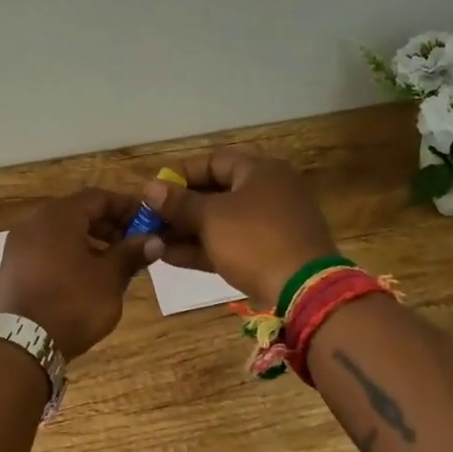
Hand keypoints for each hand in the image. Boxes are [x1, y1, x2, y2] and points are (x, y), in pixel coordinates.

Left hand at [0, 189, 147, 358]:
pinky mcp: (12, 267)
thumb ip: (131, 254)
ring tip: (113, 263)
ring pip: (61, 232)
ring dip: (90, 241)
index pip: (99, 197)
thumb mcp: (109, 278)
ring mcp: (19, 244)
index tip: (149, 223)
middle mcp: (34, 222)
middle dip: (109, 225)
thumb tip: (154, 240)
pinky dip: (68, 254)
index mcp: (59, 216)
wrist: (23, 344)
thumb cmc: (73, 303)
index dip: (127, 207)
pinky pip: (46, 249)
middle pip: (78, 212)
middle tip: (134, 245)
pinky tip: (85, 277)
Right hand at [137, 149, 337, 306]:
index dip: (179, 173)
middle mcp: (268, 191)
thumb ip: (178, 202)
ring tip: (152, 239)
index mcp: (260, 171)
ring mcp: (271, 224)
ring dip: (187, 230)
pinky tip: (169, 256)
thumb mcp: (211, 217)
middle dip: (179, 206)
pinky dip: (203, 247)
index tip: (152, 189)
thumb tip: (149, 188)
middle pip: (215, 192)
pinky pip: (230, 243)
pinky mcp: (269, 253)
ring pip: (221, 221)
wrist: (304, 290)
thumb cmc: (254, 240)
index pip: (212, 161)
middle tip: (149, 218)